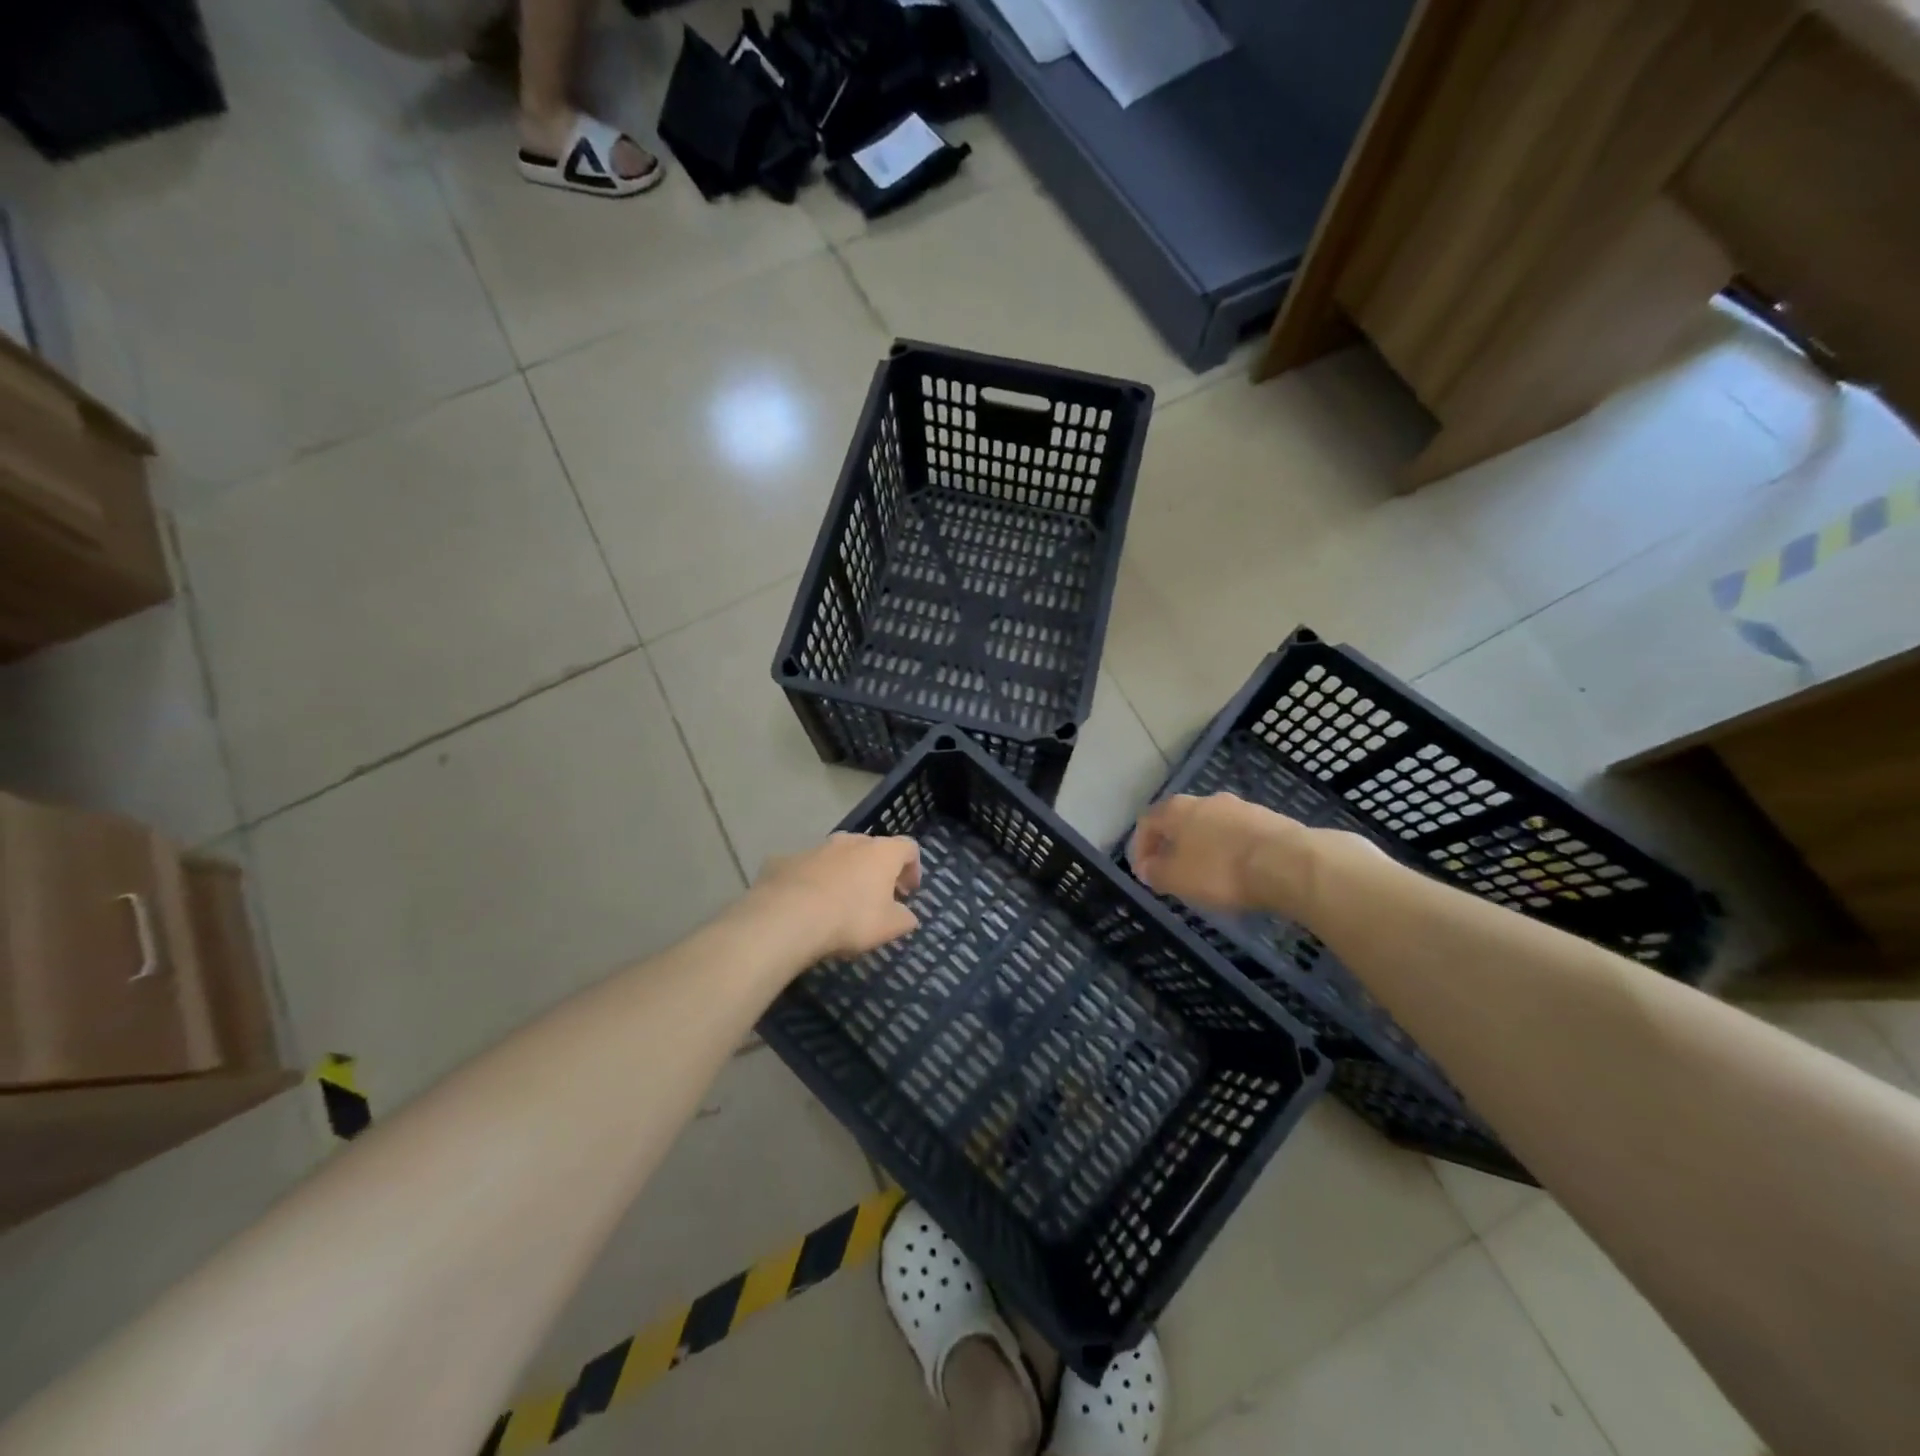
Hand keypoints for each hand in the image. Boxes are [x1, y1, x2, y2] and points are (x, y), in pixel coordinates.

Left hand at [751, 833, 922, 959]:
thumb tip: (907, 916)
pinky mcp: (785, 860)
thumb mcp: (889, 927)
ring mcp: (815, 848)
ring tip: (838, 903)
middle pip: (871, 849)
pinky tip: (804, 906)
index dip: (913, 868)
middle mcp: (850, 841)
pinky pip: (805, 869)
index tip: (908, 892)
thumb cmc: (850, 919)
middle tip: (876, 897)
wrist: (787, 917)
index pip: (908, 848)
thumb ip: (904, 919)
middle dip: (876, 870)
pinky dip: (810, 882)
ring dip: (843, 874)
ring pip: (836, 856)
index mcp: (881, 853)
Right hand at [1129, 793, 1310, 915]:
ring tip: (1210, 876)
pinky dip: (1233, 852)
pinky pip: (1240, 836)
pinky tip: (1240, 874)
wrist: (1288, 863)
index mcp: (1178, 809)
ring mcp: (1242, 807)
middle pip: (1182, 821)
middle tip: (1175, 873)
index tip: (1144, 872)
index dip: (1141, 847)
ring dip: (1206, 848)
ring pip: (1213, 827)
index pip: (1148, 821)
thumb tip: (1146, 868)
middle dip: (1175, 846)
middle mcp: (1207, 800)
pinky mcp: (1270, 820)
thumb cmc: (1220, 870)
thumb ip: (1156, 872)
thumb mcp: (1177, 879)